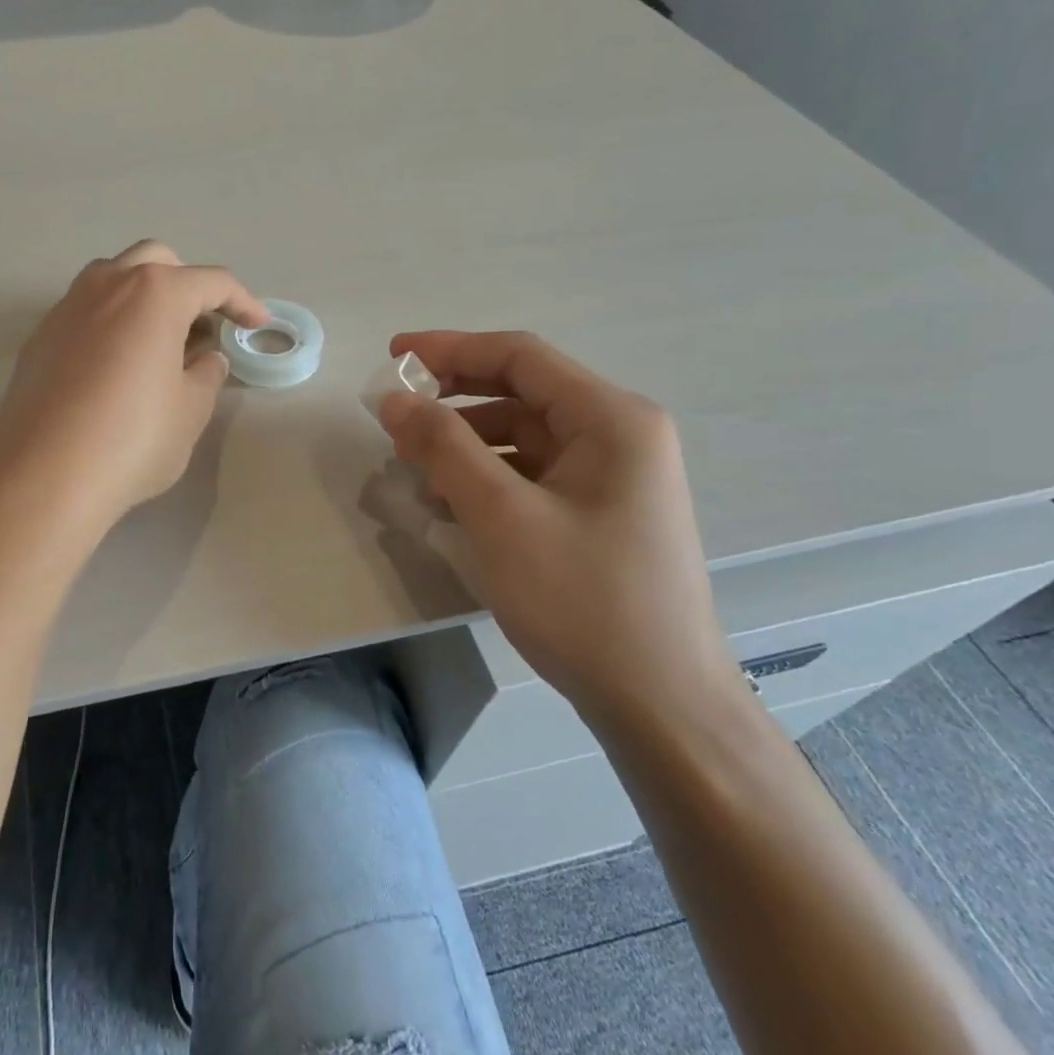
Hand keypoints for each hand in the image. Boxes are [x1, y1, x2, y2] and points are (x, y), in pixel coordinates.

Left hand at [0, 241, 267, 532]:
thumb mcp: (190, 411)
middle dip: (187, 285)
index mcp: (154, 293)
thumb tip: (206, 358)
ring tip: (158, 344)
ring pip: (113, 279)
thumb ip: (206, 375)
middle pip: (157, 262)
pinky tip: (115, 367)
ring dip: (143, 298)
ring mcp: (66, 308)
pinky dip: (110, 323)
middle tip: (202, 328)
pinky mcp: (39, 338)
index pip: (211, 282)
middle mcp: (107, 285)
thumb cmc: (133, 438)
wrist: (43, 477)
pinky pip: (84, 312)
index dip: (242, 302)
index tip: (258, 324)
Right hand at [376, 331, 732, 721]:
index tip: (393, 357)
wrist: (660, 705)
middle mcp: (619, 435)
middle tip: (394, 413)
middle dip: (453, 398)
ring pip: (522, 436)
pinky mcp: (598, 512)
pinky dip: (486, 477)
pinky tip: (449, 502)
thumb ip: (444, 447)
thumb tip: (395, 399)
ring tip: (413, 466)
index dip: (450, 349)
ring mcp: (612, 476)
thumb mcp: (502, 516)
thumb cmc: (584, 601)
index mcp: (611, 419)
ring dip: (464, 442)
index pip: (520, 357)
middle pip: (521, 392)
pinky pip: (531, 474)